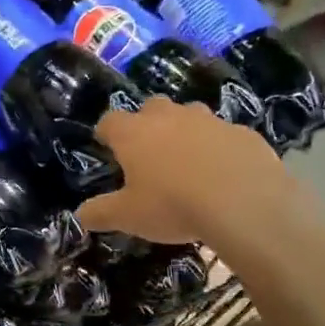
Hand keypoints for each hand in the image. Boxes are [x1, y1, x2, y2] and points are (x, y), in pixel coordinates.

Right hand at [77, 98, 283, 246]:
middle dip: (147, 124)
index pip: (109, 121)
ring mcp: (209, 120)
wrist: (244, 203)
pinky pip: (225, 135)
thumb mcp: (128, 217)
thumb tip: (81, 215)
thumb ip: (101, 213)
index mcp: (134, 132)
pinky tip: (225, 173)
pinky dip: (220, 148)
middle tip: (150, 154)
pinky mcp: (243, 133)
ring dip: (185, 131)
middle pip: (151, 108)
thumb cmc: (173, 206)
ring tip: (189, 162)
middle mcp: (169, 116)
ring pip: (190, 115)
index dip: (106, 133)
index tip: (107, 147)